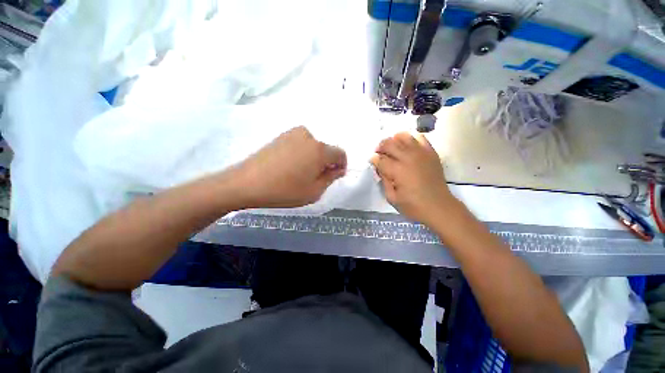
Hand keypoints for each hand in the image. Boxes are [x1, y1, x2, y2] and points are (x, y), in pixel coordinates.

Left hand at [232, 126, 346, 207]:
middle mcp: (308, 136)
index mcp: (319, 150)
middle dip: (326, 163)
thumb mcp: (314, 191)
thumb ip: (330, 178)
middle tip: (315, 179)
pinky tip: (291, 166)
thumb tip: (337, 169)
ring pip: (313, 147)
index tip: (335, 176)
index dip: (341, 165)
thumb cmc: (284, 190)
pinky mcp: (281, 136)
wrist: (246, 182)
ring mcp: (293, 134)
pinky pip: (301, 144)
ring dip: (313, 159)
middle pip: (326, 150)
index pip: (340, 153)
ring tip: (301, 173)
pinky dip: (302, 154)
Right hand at [370, 132, 454, 223]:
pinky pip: (419, 137)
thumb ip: (383, 180)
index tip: (372, 162)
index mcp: (397, 171)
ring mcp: (421, 153)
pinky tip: (407, 146)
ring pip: (403, 136)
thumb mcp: (391, 198)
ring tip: (392, 148)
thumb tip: (379, 168)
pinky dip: (410, 138)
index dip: (373, 159)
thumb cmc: (413, 206)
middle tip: (380, 154)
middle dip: (380, 147)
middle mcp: (408, 158)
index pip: (380, 159)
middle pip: (389, 144)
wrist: (439, 206)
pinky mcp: (431, 152)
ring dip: (393, 140)